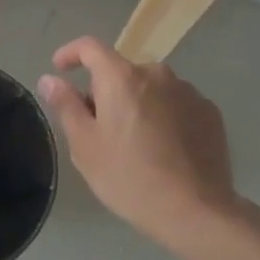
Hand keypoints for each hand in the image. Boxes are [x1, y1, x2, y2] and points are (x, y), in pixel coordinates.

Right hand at [38, 37, 238, 249]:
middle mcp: (157, 74)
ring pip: (150, 88)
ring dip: (137, 103)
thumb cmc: (130, 178)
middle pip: (121, 72)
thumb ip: (65, 105)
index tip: (60, 69)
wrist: (197, 213)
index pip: (90, 47)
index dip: (71, 53)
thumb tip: (50, 79)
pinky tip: (164, 149)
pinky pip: (176, 104)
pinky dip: (164, 116)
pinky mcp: (209, 112)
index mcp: (122, 78)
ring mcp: (188, 92)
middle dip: (105, 91)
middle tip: (99, 127)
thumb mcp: (85, 146)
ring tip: (135, 142)